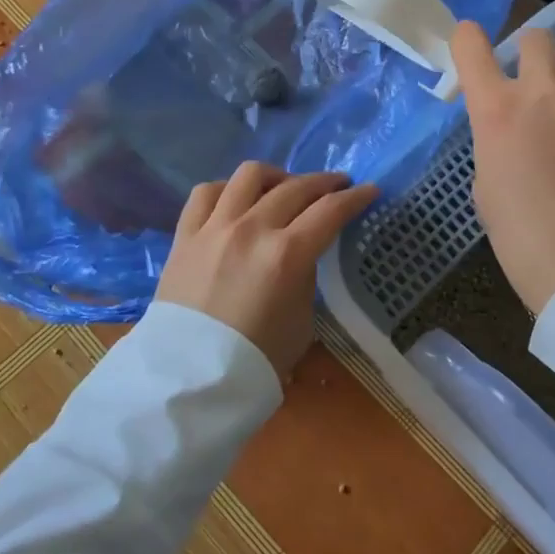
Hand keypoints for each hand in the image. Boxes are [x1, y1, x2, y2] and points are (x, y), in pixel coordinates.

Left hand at [155, 163, 378, 376]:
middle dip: (324, 182)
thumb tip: (300, 254)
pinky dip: (227, 189)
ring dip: (276, 176)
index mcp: (288, 255)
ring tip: (285, 187)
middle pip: (296, 187)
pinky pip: (206, 193)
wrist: (190, 378)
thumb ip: (304, 277)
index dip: (356, 197)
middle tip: (337, 186)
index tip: (369, 190)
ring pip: (250, 175)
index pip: (331, 210)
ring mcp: (215, 227)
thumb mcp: (301, 321)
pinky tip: (237, 200)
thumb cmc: (256, 359)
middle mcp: (253, 230)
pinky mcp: (185, 235)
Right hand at [451, 21, 554, 315]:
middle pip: (536, 38)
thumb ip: (495, 139)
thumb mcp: (487, 184)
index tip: (472, 47)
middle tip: (536, 87)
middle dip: (531, 56)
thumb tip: (511, 126)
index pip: (470, 45)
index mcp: (498, 111)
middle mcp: (545, 92)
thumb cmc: (523, 239)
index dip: (467, 40)